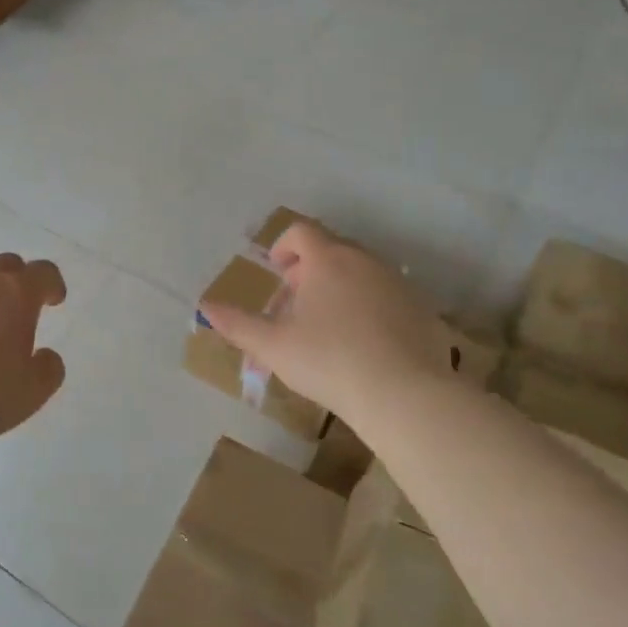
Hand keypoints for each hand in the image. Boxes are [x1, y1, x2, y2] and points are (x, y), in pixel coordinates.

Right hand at [198, 221, 457, 427]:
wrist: (404, 395)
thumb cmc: (328, 361)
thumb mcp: (272, 346)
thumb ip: (237, 324)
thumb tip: (205, 306)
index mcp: (328, 260)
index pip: (301, 232)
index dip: (283, 247)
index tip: (276, 273)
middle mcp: (366, 261)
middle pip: (332, 249)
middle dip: (308, 271)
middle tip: (294, 305)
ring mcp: (399, 284)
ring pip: (361, 273)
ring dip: (339, 288)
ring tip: (326, 328)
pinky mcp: (422, 310)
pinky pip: (387, 296)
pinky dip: (369, 308)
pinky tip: (363, 345)